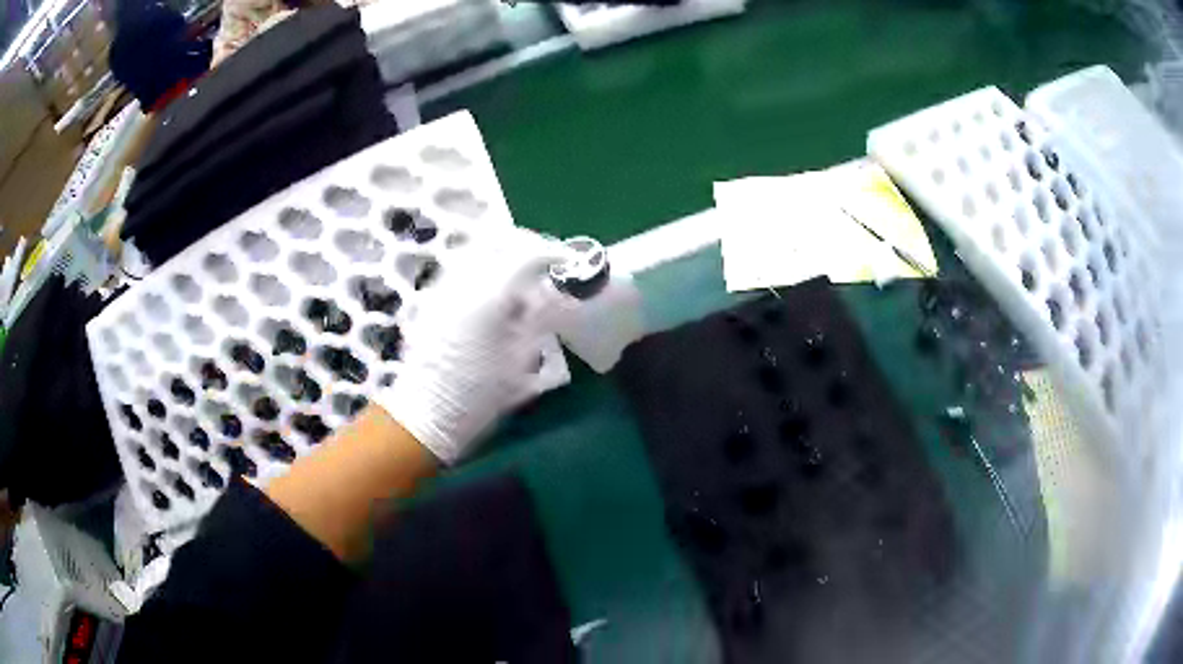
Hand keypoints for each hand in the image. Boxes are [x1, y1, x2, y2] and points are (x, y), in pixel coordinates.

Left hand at [373, 228, 568, 463]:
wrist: (426, 413)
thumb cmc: (478, 395)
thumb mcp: (520, 362)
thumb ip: (536, 320)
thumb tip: (547, 295)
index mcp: (490, 296)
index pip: (527, 254)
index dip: (553, 253)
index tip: (571, 263)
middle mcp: (463, 281)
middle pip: (498, 240)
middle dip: (527, 244)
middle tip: (547, 262)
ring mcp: (443, 287)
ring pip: (476, 249)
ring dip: (504, 252)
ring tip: (523, 274)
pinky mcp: (431, 298)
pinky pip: (462, 267)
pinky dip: (484, 266)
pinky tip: (495, 291)